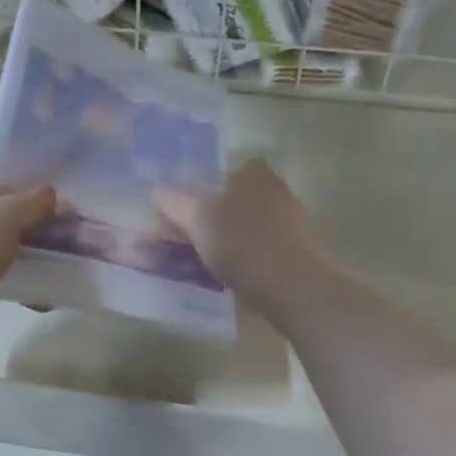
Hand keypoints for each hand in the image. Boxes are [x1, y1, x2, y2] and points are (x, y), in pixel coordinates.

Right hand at [153, 161, 322, 310]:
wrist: (287, 283)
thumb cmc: (238, 241)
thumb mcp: (196, 219)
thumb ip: (175, 203)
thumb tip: (157, 191)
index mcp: (255, 174)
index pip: (231, 172)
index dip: (211, 189)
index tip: (195, 211)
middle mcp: (277, 191)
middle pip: (242, 199)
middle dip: (222, 216)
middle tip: (197, 238)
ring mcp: (292, 222)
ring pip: (254, 225)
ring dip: (235, 239)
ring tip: (210, 262)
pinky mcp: (298, 251)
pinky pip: (265, 248)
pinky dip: (250, 258)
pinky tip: (234, 276)